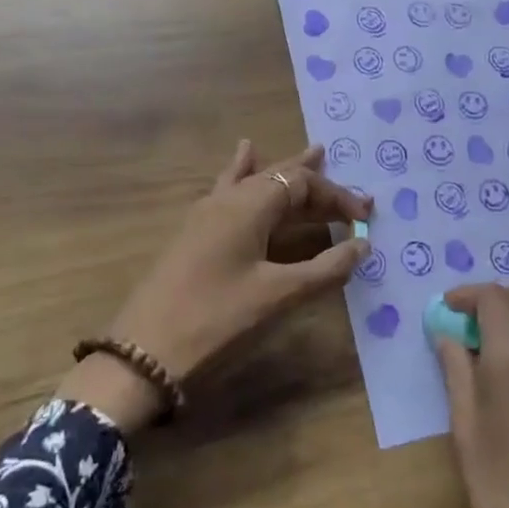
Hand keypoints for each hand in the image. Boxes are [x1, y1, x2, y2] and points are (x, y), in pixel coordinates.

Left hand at [59, 141, 373, 431]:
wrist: (142, 354)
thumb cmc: (216, 321)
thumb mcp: (277, 296)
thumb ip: (324, 269)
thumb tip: (363, 245)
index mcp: (249, 205)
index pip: (302, 185)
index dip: (337, 197)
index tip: (366, 216)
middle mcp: (227, 199)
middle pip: (279, 179)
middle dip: (317, 184)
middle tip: (350, 192)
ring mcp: (206, 213)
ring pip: (254, 181)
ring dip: (284, 172)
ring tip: (312, 152)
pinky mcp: (194, 233)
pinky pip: (227, 189)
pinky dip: (243, 173)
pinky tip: (243, 156)